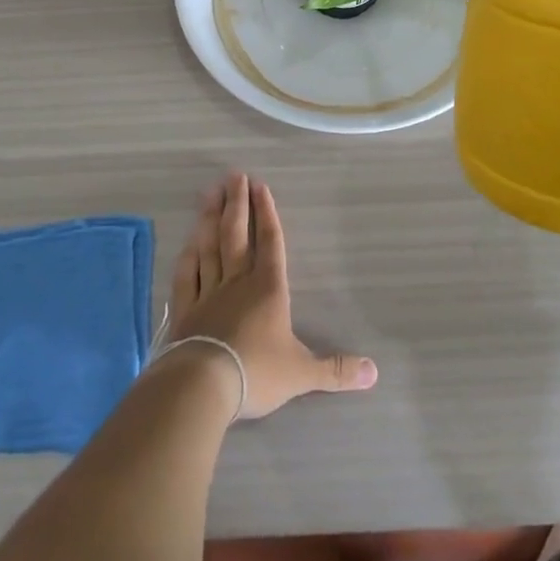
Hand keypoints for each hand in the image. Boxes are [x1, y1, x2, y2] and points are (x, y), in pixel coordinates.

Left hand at [166, 173, 377, 419]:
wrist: (203, 385)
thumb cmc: (257, 373)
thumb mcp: (302, 373)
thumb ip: (336, 370)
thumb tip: (374, 373)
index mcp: (268, 288)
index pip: (270, 242)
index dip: (266, 212)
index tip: (260, 185)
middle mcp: (238, 281)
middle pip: (236, 234)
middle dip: (237, 203)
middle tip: (233, 175)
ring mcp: (208, 292)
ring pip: (209, 246)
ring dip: (210, 218)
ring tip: (210, 193)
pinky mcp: (185, 309)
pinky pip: (187, 273)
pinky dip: (188, 254)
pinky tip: (188, 240)